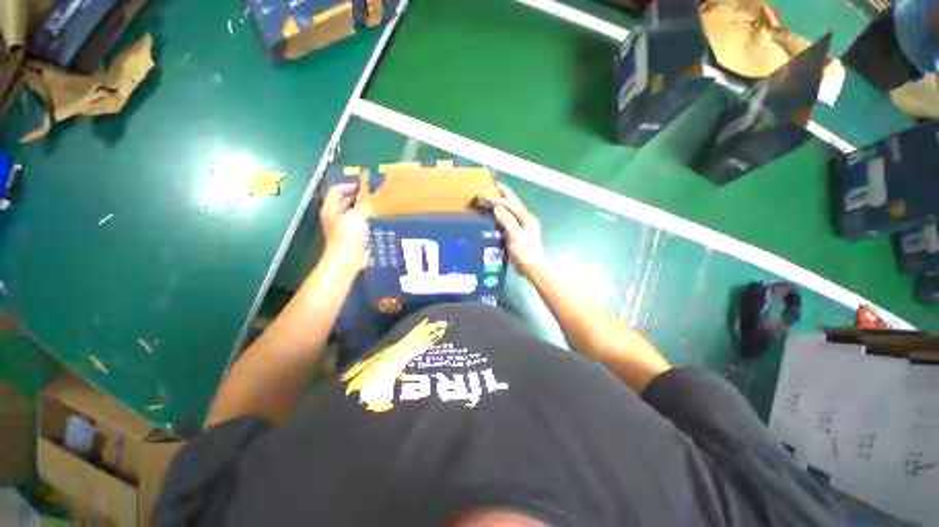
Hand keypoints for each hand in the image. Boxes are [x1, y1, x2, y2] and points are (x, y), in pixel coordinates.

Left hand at [320, 183, 370, 268]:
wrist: (348, 257)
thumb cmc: (349, 233)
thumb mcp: (357, 214)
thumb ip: (363, 206)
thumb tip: (369, 205)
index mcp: (330, 208)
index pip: (335, 191)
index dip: (347, 185)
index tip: (362, 186)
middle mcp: (334, 216)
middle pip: (342, 202)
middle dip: (355, 197)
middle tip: (370, 195)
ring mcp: (342, 228)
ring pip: (351, 213)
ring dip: (361, 209)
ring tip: (374, 206)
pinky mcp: (350, 237)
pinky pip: (357, 225)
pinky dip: (364, 220)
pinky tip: (374, 220)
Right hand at [490, 182, 546, 279]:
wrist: (533, 268)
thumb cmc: (525, 253)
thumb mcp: (516, 236)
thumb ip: (507, 221)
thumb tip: (497, 208)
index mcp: (527, 219)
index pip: (512, 204)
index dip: (500, 199)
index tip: (487, 195)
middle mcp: (527, 220)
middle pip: (515, 204)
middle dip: (506, 194)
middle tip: (495, 185)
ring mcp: (524, 227)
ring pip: (513, 211)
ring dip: (504, 204)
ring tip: (494, 198)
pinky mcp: (520, 235)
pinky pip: (510, 220)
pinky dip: (503, 215)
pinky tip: (497, 217)